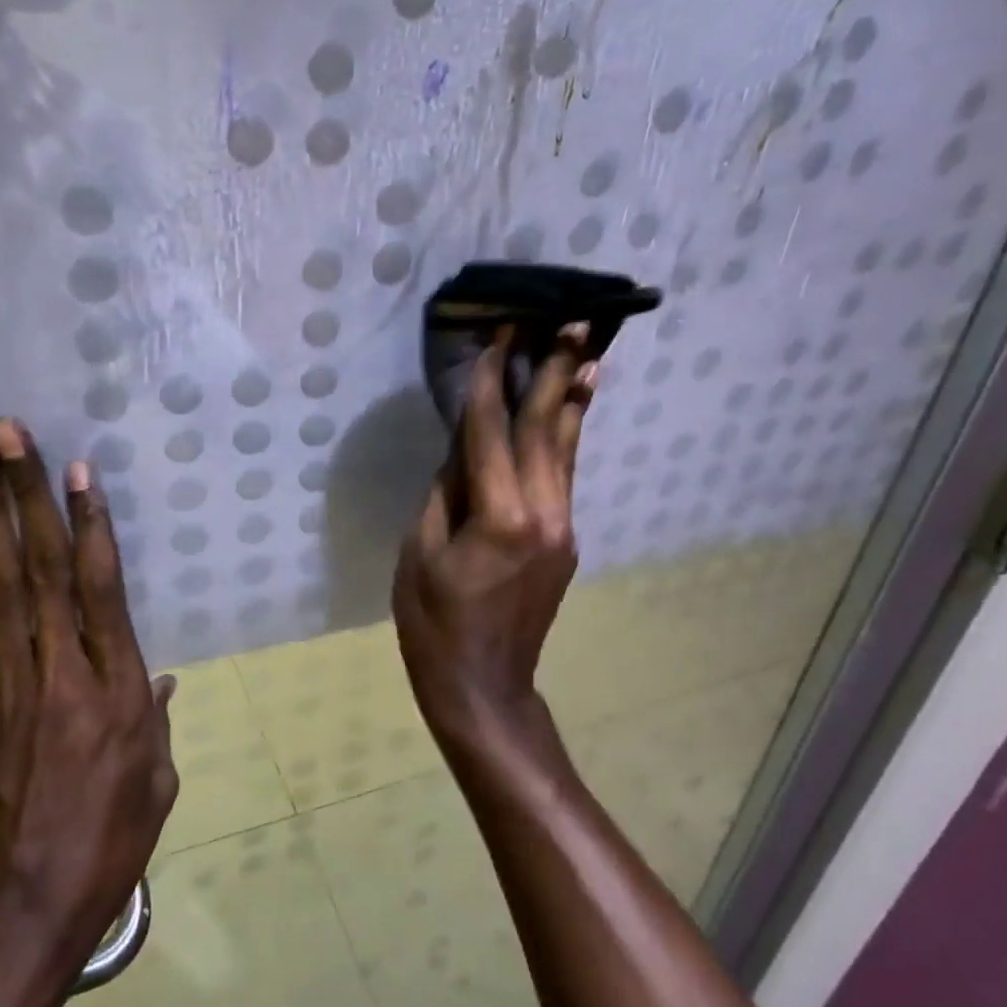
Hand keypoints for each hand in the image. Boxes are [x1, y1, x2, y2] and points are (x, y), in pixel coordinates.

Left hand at [0, 419, 177, 979]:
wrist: (23, 905)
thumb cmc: (108, 840)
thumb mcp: (157, 779)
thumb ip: (153, 716)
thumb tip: (156, 675)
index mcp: (114, 684)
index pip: (100, 584)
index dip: (88, 521)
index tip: (77, 468)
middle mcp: (60, 666)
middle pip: (41, 564)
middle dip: (24, 493)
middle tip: (8, 433)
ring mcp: (8, 680)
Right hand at [392, 326, 597, 743]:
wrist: (484, 686)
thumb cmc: (434, 622)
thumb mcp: (419, 553)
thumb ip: (443, 494)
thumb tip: (461, 449)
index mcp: (499, 516)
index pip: (493, 431)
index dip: (495, 380)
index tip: (503, 334)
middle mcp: (543, 512)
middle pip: (545, 429)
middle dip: (555, 371)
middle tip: (574, 320)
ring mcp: (562, 527)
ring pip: (565, 449)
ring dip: (571, 398)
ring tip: (588, 351)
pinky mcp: (565, 540)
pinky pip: (561, 475)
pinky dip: (564, 437)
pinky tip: (567, 413)